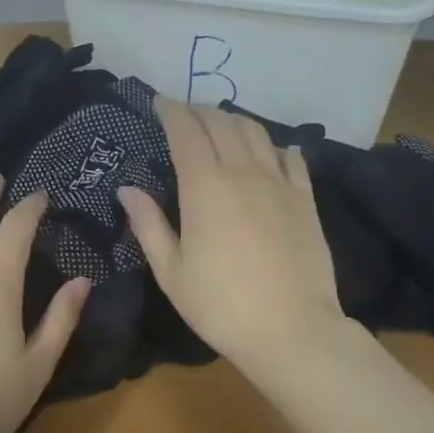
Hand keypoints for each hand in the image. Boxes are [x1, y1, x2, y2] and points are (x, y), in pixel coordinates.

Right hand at [118, 98, 347, 373]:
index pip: (186, 130)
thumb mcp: (170, 271)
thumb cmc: (220, 305)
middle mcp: (243, 172)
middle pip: (220, 122)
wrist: (292, 330)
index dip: (170, 110)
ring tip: (219, 125)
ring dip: (233, 120)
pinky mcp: (306, 199)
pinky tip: (271, 151)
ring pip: (256, 132)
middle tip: (183, 114)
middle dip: (198, 110)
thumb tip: (127, 189)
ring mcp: (279, 183)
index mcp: (205, 187)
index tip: (158, 103)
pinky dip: (275, 145)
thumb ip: (148, 224)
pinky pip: (292, 157)